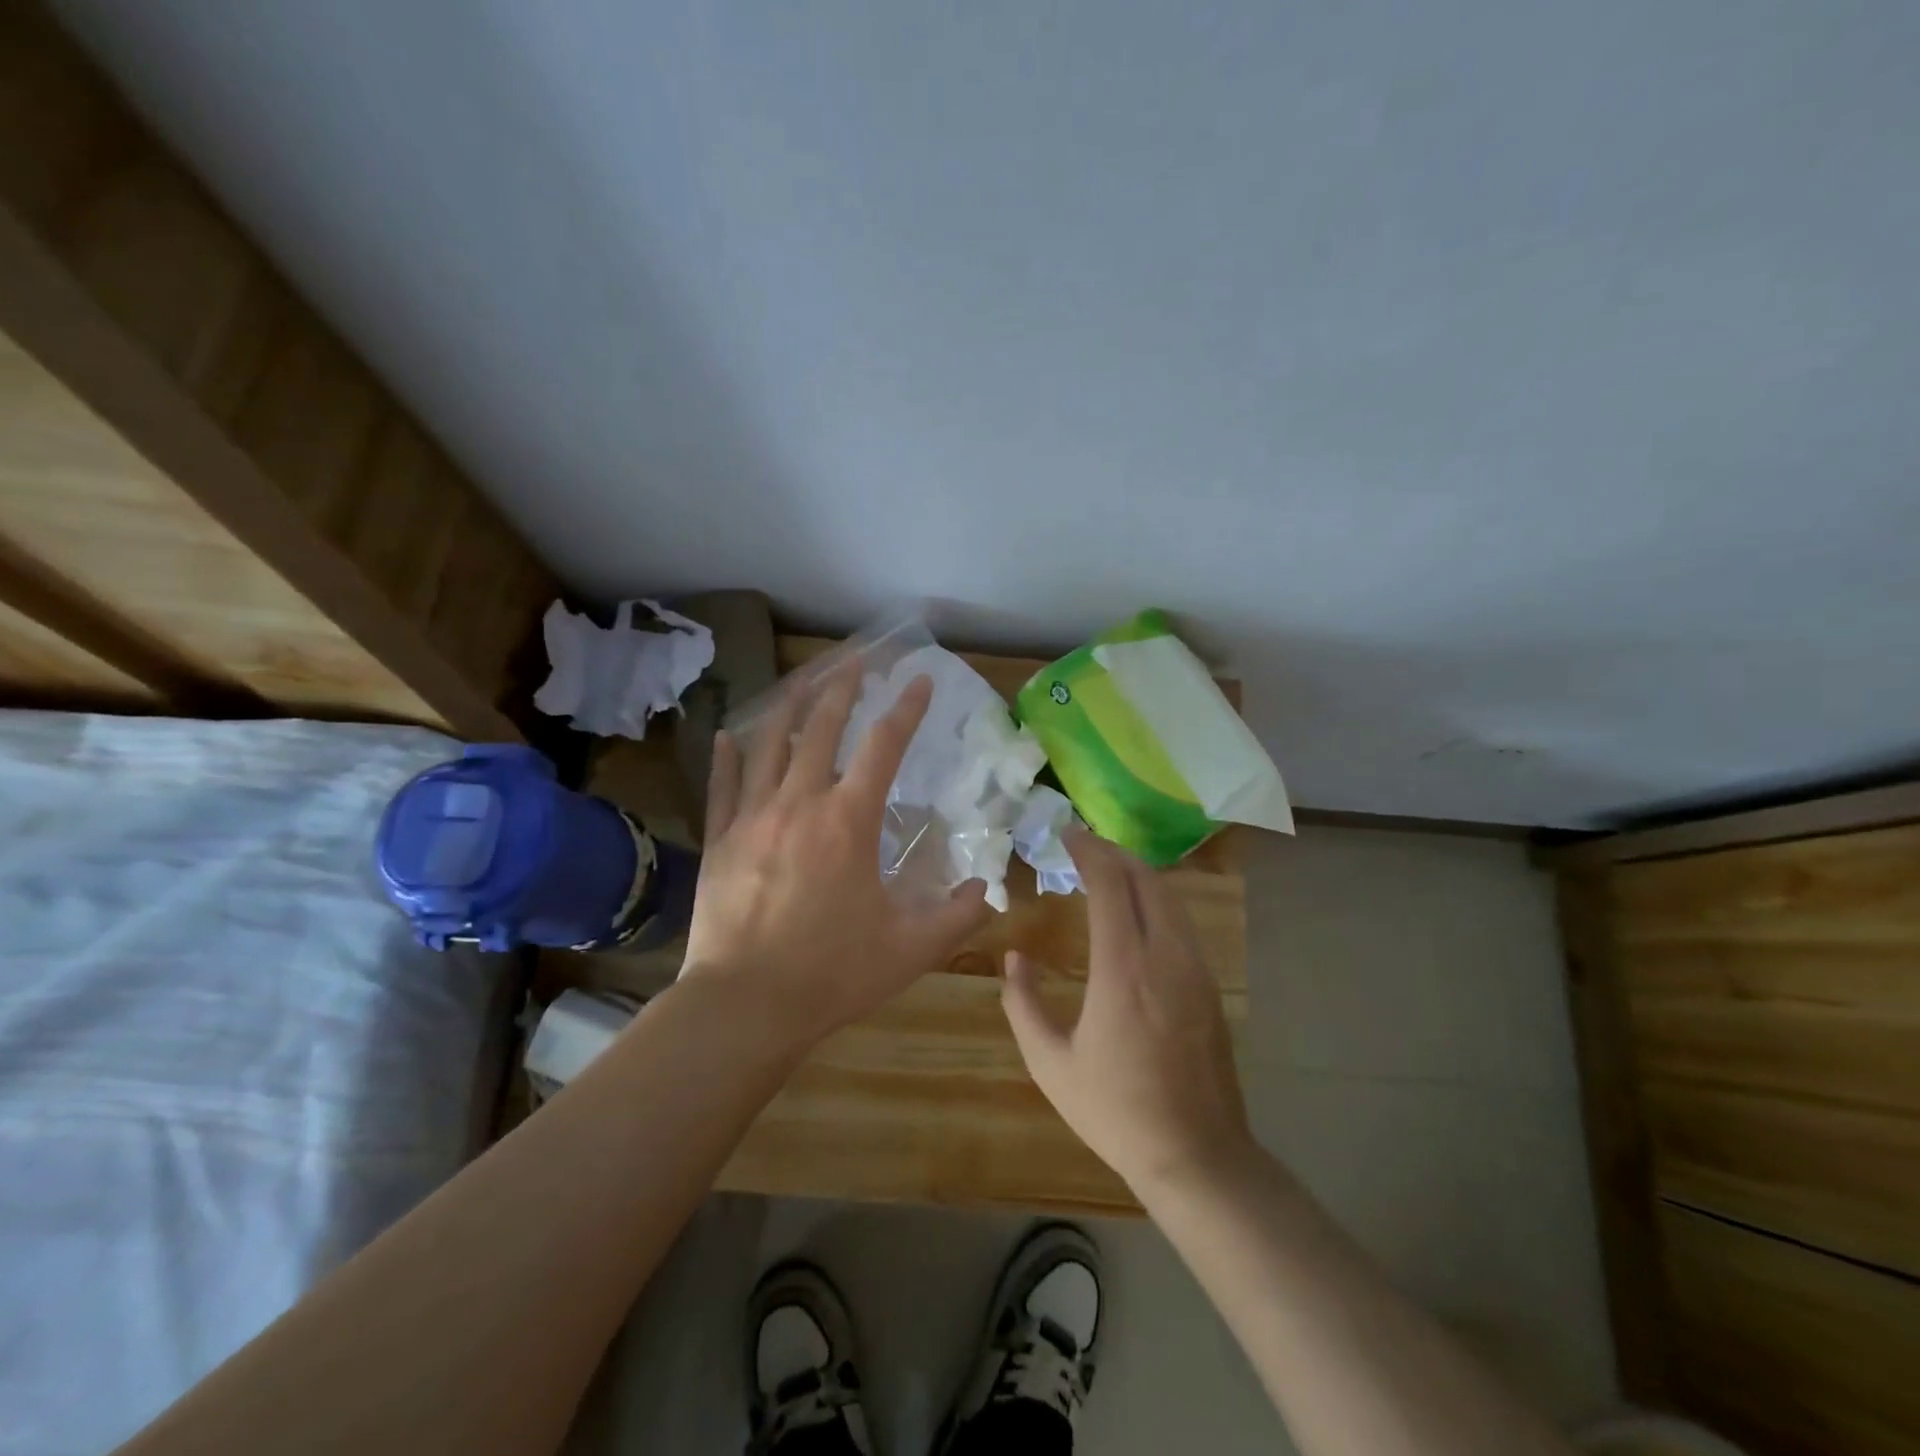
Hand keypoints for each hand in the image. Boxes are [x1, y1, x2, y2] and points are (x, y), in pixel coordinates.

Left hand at [681, 670, 991, 1050]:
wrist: (745, 1004)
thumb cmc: (833, 972)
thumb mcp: (912, 948)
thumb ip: (957, 915)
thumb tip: (987, 892)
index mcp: (849, 820)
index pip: (884, 745)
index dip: (906, 708)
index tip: (920, 680)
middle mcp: (800, 802)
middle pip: (822, 727)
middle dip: (843, 686)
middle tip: (856, 658)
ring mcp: (753, 816)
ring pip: (770, 743)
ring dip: (789, 705)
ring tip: (802, 679)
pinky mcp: (719, 839)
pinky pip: (723, 784)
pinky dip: (727, 755)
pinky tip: (729, 734)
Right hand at [1002, 827, 1252, 1193]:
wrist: (1196, 1155)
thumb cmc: (1115, 1110)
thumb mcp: (1050, 1064)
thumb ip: (1023, 1005)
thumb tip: (1014, 959)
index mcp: (1123, 969)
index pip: (1111, 885)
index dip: (1089, 852)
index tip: (1067, 835)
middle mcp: (1165, 956)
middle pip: (1146, 880)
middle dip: (1114, 852)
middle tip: (1084, 845)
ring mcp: (1195, 970)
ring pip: (1170, 898)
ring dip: (1138, 873)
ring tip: (1108, 870)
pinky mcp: (1210, 986)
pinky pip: (1182, 923)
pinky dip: (1156, 900)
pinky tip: (1138, 912)